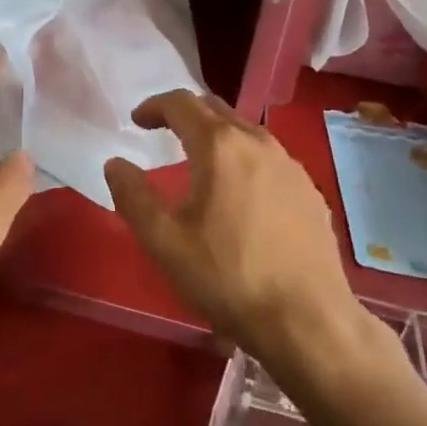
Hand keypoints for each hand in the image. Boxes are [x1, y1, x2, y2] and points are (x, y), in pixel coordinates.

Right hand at [104, 91, 361, 366]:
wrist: (308, 322)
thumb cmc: (228, 277)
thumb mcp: (164, 241)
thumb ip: (133, 196)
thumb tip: (115, 164)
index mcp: (220, 146)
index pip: (181, 104)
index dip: (154, 106)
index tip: (137, 121)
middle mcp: (258, 143)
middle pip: (216, 109)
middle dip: (186, 114)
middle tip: (164, 132)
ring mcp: (291, 166)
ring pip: (246, 132)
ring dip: (218, 135)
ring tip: (200, 160)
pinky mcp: (310, 192)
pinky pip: (270, 159)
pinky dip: (245, 159)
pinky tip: (241, 193)